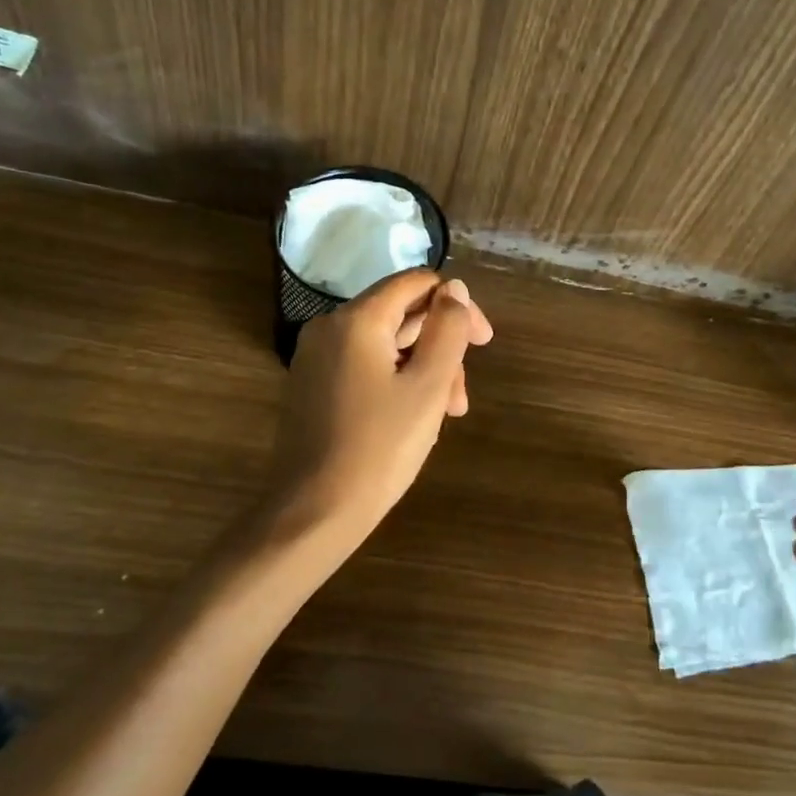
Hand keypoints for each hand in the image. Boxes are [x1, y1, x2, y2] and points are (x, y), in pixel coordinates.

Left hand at [269, 270, 492, 542]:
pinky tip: (413, 418)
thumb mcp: (428, 386)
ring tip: (446, 415)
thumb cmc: (380, 447)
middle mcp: (330, 328)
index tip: (483, 343)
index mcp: (357, 319)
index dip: (458, 305)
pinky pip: (365, 365)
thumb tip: (456, 289)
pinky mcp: (312, 385)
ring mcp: (317, 358)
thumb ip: (447, 329)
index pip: (416, 283)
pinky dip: (396, 381)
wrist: (314, 512)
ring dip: (423, 370)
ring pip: (386, 345)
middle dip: (441, 347)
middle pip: (402, 316)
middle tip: (460, 398)